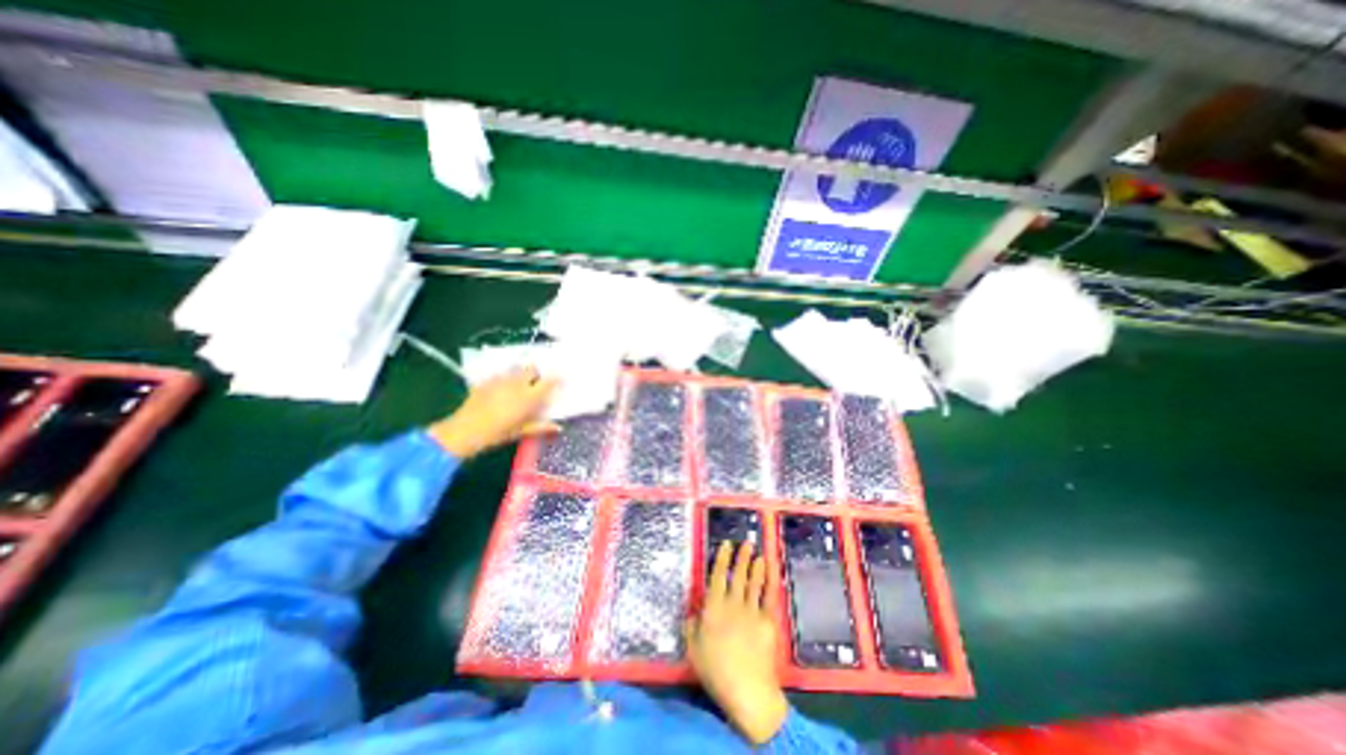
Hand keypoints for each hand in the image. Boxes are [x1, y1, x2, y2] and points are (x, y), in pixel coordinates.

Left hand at [427, 365, 560, 458]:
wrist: (465, 430)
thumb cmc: (497, 434)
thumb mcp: (521, 432)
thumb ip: (541, 427)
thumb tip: (558, 427)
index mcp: (529, 397)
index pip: (549, 382)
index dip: (557, 378)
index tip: (561, 378)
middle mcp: (517, 384)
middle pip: (532, 369)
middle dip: (537, 374)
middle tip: (537, 383)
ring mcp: (501, 380)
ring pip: (517, 369)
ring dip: (522, 374)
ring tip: (520, 384)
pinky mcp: (487, 381)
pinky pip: (502, 374)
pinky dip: (506, 378)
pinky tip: (502, 388)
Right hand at [685, 543, 791, 743]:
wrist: (747, 690)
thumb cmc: (716, 671)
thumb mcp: (694, 649)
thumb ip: (691, 626)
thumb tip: (693, 610)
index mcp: (713, 608)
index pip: (717, 577)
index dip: (721, 559)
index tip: (725, 544)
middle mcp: (733, 604)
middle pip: (737, 575)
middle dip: (741, 557)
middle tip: (745, 543)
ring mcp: (752, 611)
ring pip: (754, 582)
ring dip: (756, 566)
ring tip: (758, 554)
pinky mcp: (768, 621)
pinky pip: (769, 596)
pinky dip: (770, 581)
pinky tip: (770, 572)